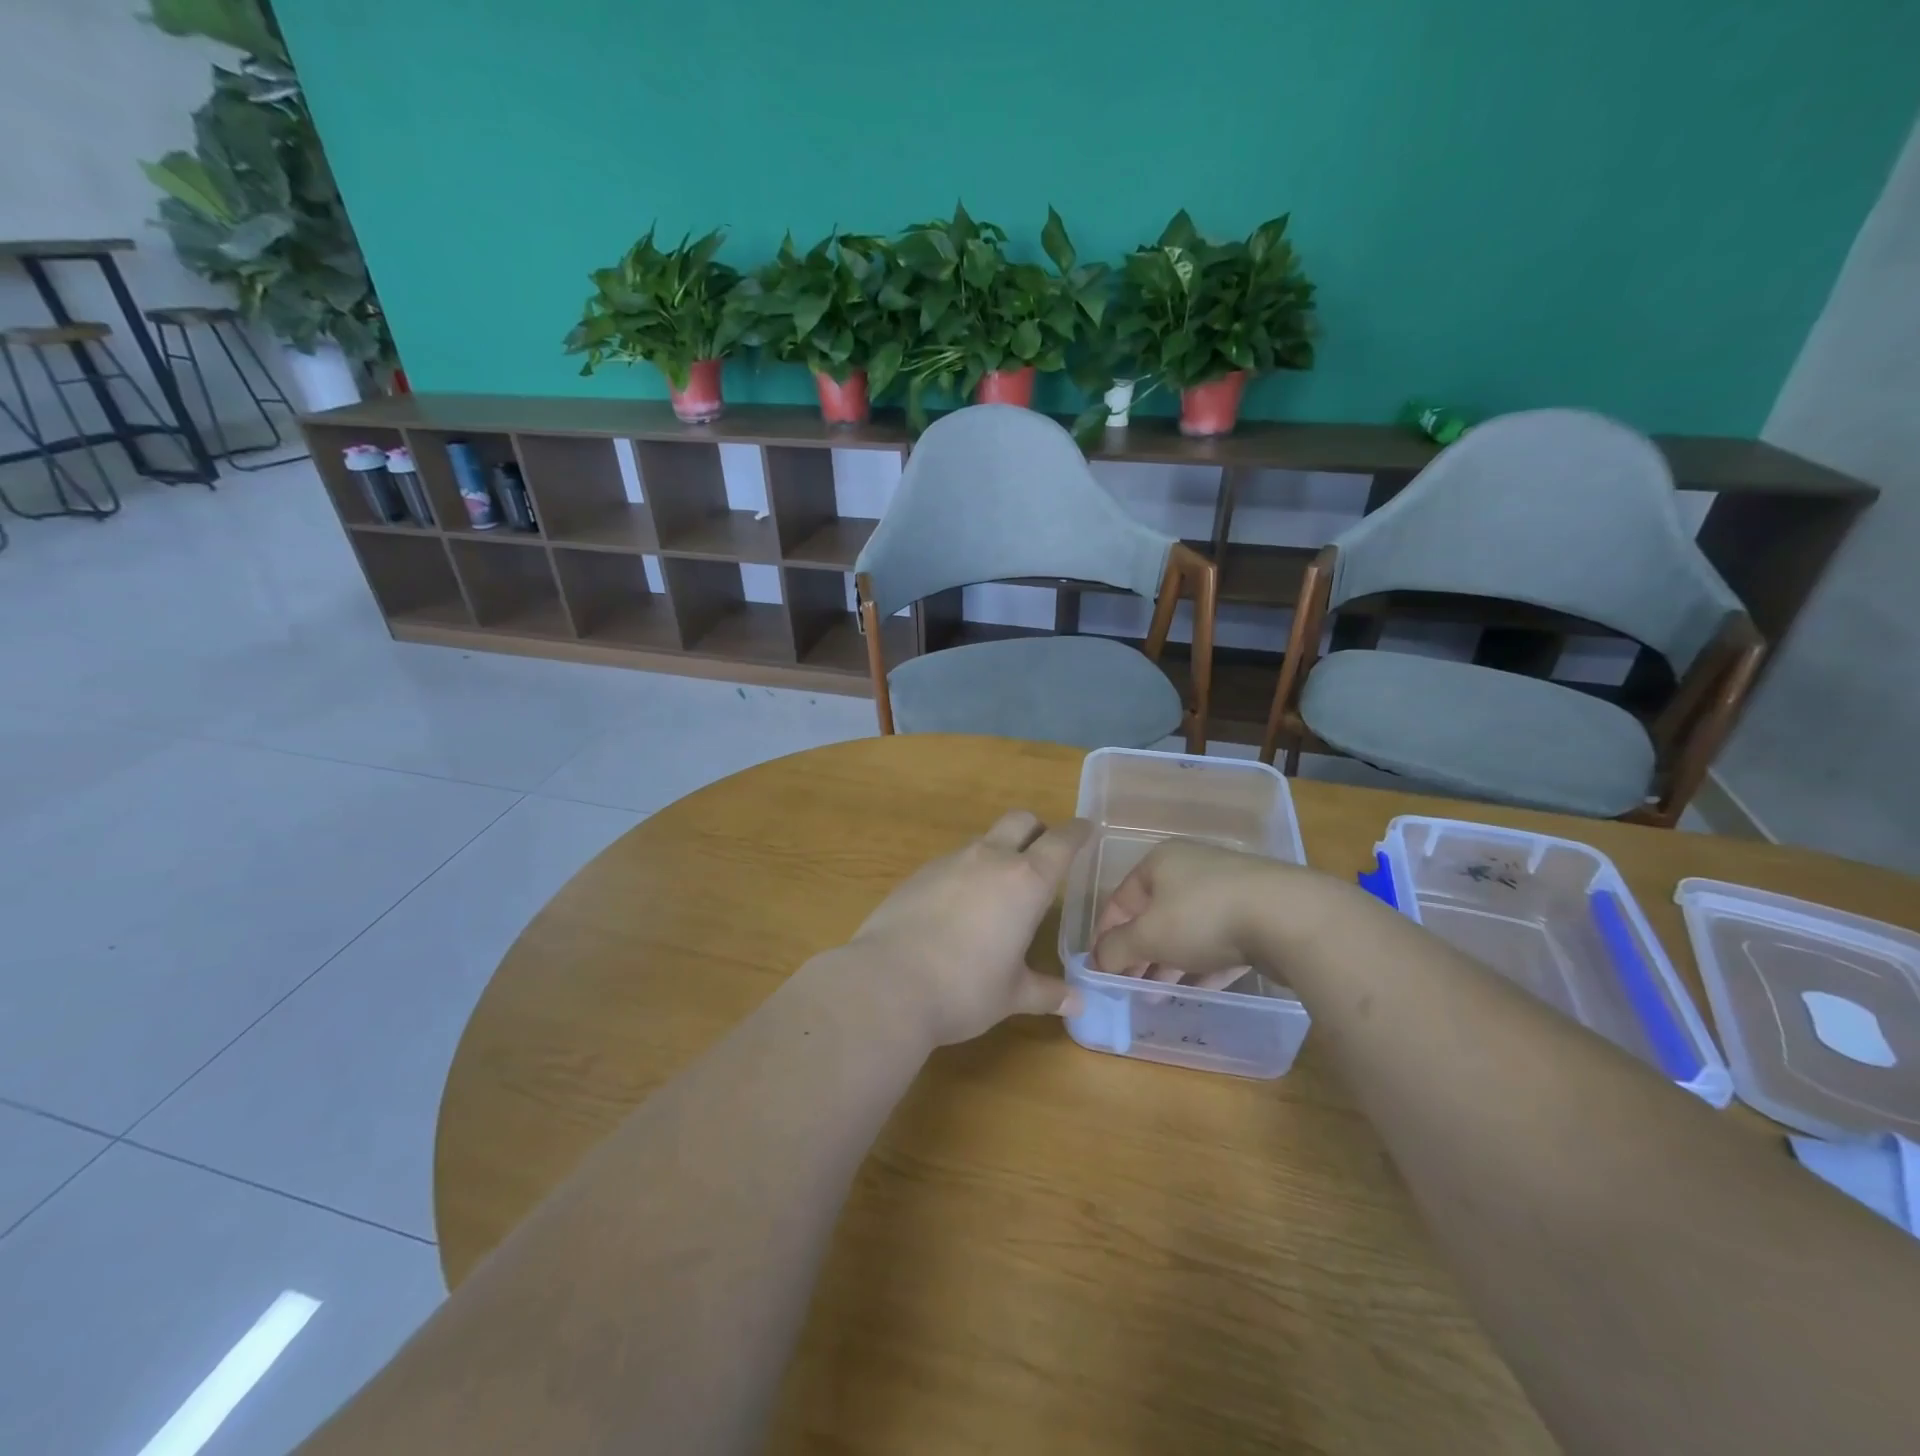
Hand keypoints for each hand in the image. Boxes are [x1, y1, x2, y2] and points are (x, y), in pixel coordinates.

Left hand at [848, 810, 1089, 1045]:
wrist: (887, 983)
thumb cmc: (964, 989)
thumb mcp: (1012, 995)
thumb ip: (1047, 992)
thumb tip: (1079, 1003)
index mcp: (1025, 881)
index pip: (1061, 842)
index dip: (1077, 833)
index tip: (1086, 829)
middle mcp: (989, 859)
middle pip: (1020, 821)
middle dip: (1037, 829)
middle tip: (1044, 853)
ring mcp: (949, 862)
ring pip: (984, 840)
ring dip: (998, 852)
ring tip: (999, 889)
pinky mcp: (917, 874)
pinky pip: (952, 862)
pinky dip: (965, 873)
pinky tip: (957, 908)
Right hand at [1092, 840, 1293, 986]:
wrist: (1288, 917)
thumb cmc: (1202, 917)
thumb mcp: (1148, 936)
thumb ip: (1116, 949)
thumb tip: (1097, 962)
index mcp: (1160, 863)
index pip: (1120, 900)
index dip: (1105, 935)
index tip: (1099, 969)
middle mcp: (1191, 869)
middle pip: (1155, 916)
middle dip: (1139, 954)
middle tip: (1129, 987)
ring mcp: (1229, 890)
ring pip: (1188, 930)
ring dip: (1169, 963)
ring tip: (1157, 996)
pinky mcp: (1258, 914)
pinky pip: (1220, 941)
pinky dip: (1203, 965)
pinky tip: (1196, 990)